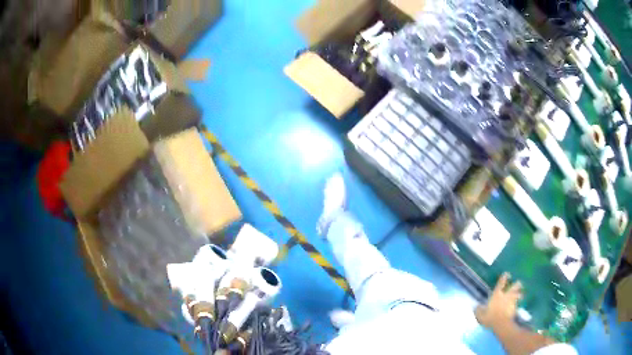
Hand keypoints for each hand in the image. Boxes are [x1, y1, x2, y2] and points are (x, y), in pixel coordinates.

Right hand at [476, 272, 522, 329]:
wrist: (501, 323)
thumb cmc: (490, 317)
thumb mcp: (481, 315)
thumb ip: (478, 310)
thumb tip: (476, 306)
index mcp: (497, 295)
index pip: (501, 284)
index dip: (504, 278)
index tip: (506, 273)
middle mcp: (506, 296)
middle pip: (514, 287)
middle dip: (517, 284)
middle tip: (519, 282)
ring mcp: (512, 302)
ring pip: (518, 295)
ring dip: (520, 294)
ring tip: (521, 294)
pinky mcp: (515, 308)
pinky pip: (518, 305)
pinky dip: (518, 304)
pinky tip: (518, 306)